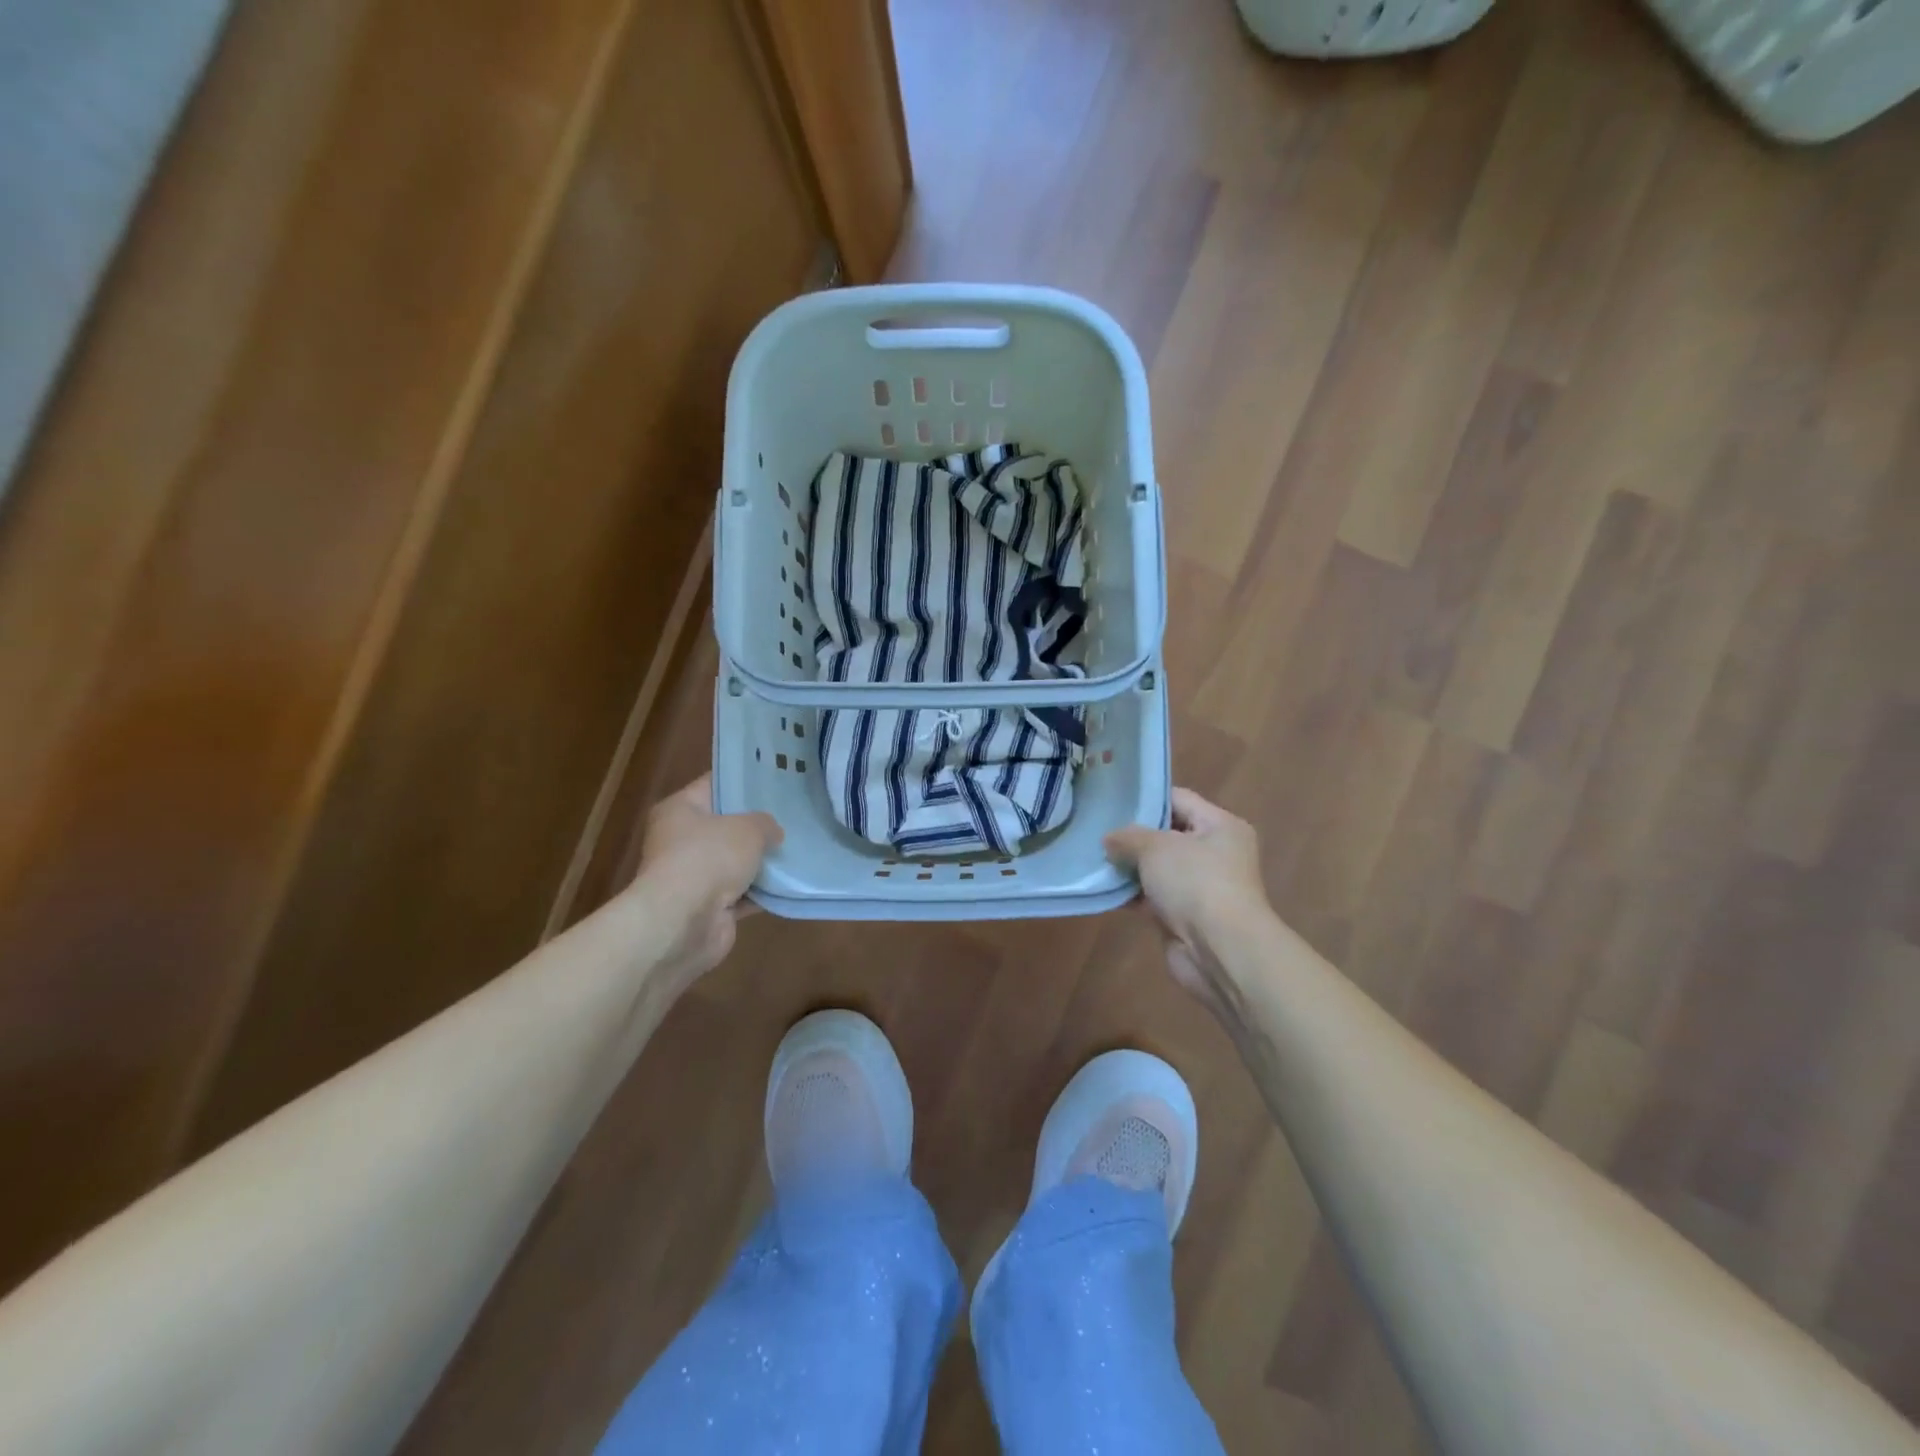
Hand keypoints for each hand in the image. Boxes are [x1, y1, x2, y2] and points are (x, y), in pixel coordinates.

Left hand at [628, 776, 780, 982]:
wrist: (683, 923)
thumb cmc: (708, 858)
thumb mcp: (748, 828)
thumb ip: (766, 824)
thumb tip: (773, 833)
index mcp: (679, 810)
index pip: (714, 785)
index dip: (743, 781)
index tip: (774, 779)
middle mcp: (680, 841)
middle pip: (725, 826)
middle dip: (757, 824)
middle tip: (792, 814)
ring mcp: (693, 877)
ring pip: (735, 862)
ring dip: (761, 861)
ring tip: (797, 847)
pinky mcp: (708, 908)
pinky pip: (742, 894)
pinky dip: (762, 892)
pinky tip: (791, 883)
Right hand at [1105, 788, 1271, 1012]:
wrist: (1220, 950)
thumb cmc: (1195, 883)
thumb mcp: (1156, 847)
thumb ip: (1128, 837)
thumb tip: (1110, 840)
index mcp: (1221, 826)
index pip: (1179, 799)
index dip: (1146, 798)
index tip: (1111, 800)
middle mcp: (1215, 854)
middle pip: (1167, 835)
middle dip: (1133, 836)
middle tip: (1097, 830)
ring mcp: (1201, 887)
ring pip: (1158, 869)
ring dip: (1130, 868)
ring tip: (1094, 858)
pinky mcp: (1185, 917)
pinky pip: (1153, 898)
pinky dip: (1132, 895)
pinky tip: (1104, 890)